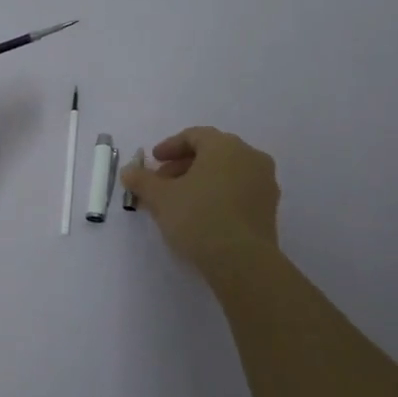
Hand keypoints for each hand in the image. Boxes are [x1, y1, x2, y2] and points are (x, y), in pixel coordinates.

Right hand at [121, 127, 280, 277]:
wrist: (242, 261)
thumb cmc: (198, 217)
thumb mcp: (160, 198)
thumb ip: (142, 180)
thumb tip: (128, 171)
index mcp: (225, 146)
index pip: (195, 135)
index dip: (170, 146)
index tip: (153, 161)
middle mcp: (250, 157)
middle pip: (212, 153)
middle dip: (183, 165)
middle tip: (162, 182)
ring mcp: (264, 183)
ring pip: (227, 172)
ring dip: (200, 180)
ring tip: (178, 201)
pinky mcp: (269, 208)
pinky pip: (239, 190)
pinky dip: (218, 194)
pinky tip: (201, 214)